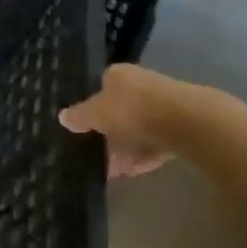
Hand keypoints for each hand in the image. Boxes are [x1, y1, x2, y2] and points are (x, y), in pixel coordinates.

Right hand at [58, 64, 181, 177]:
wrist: (184, 121)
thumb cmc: (132, 109)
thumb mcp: (96, 113)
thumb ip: (80, 116)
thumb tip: (62, 116)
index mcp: (118, 74)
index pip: (100, 87)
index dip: (90, 108)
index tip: (84, 128)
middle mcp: (140, 84)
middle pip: (119, 109)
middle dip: (108, 133)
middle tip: (96, 154)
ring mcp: (161, 105)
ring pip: (137, 128)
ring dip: (125, 149)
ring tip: (112, 170)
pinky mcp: (179, 126)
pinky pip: (154, 143)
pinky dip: (143, 156)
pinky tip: (132, 172)